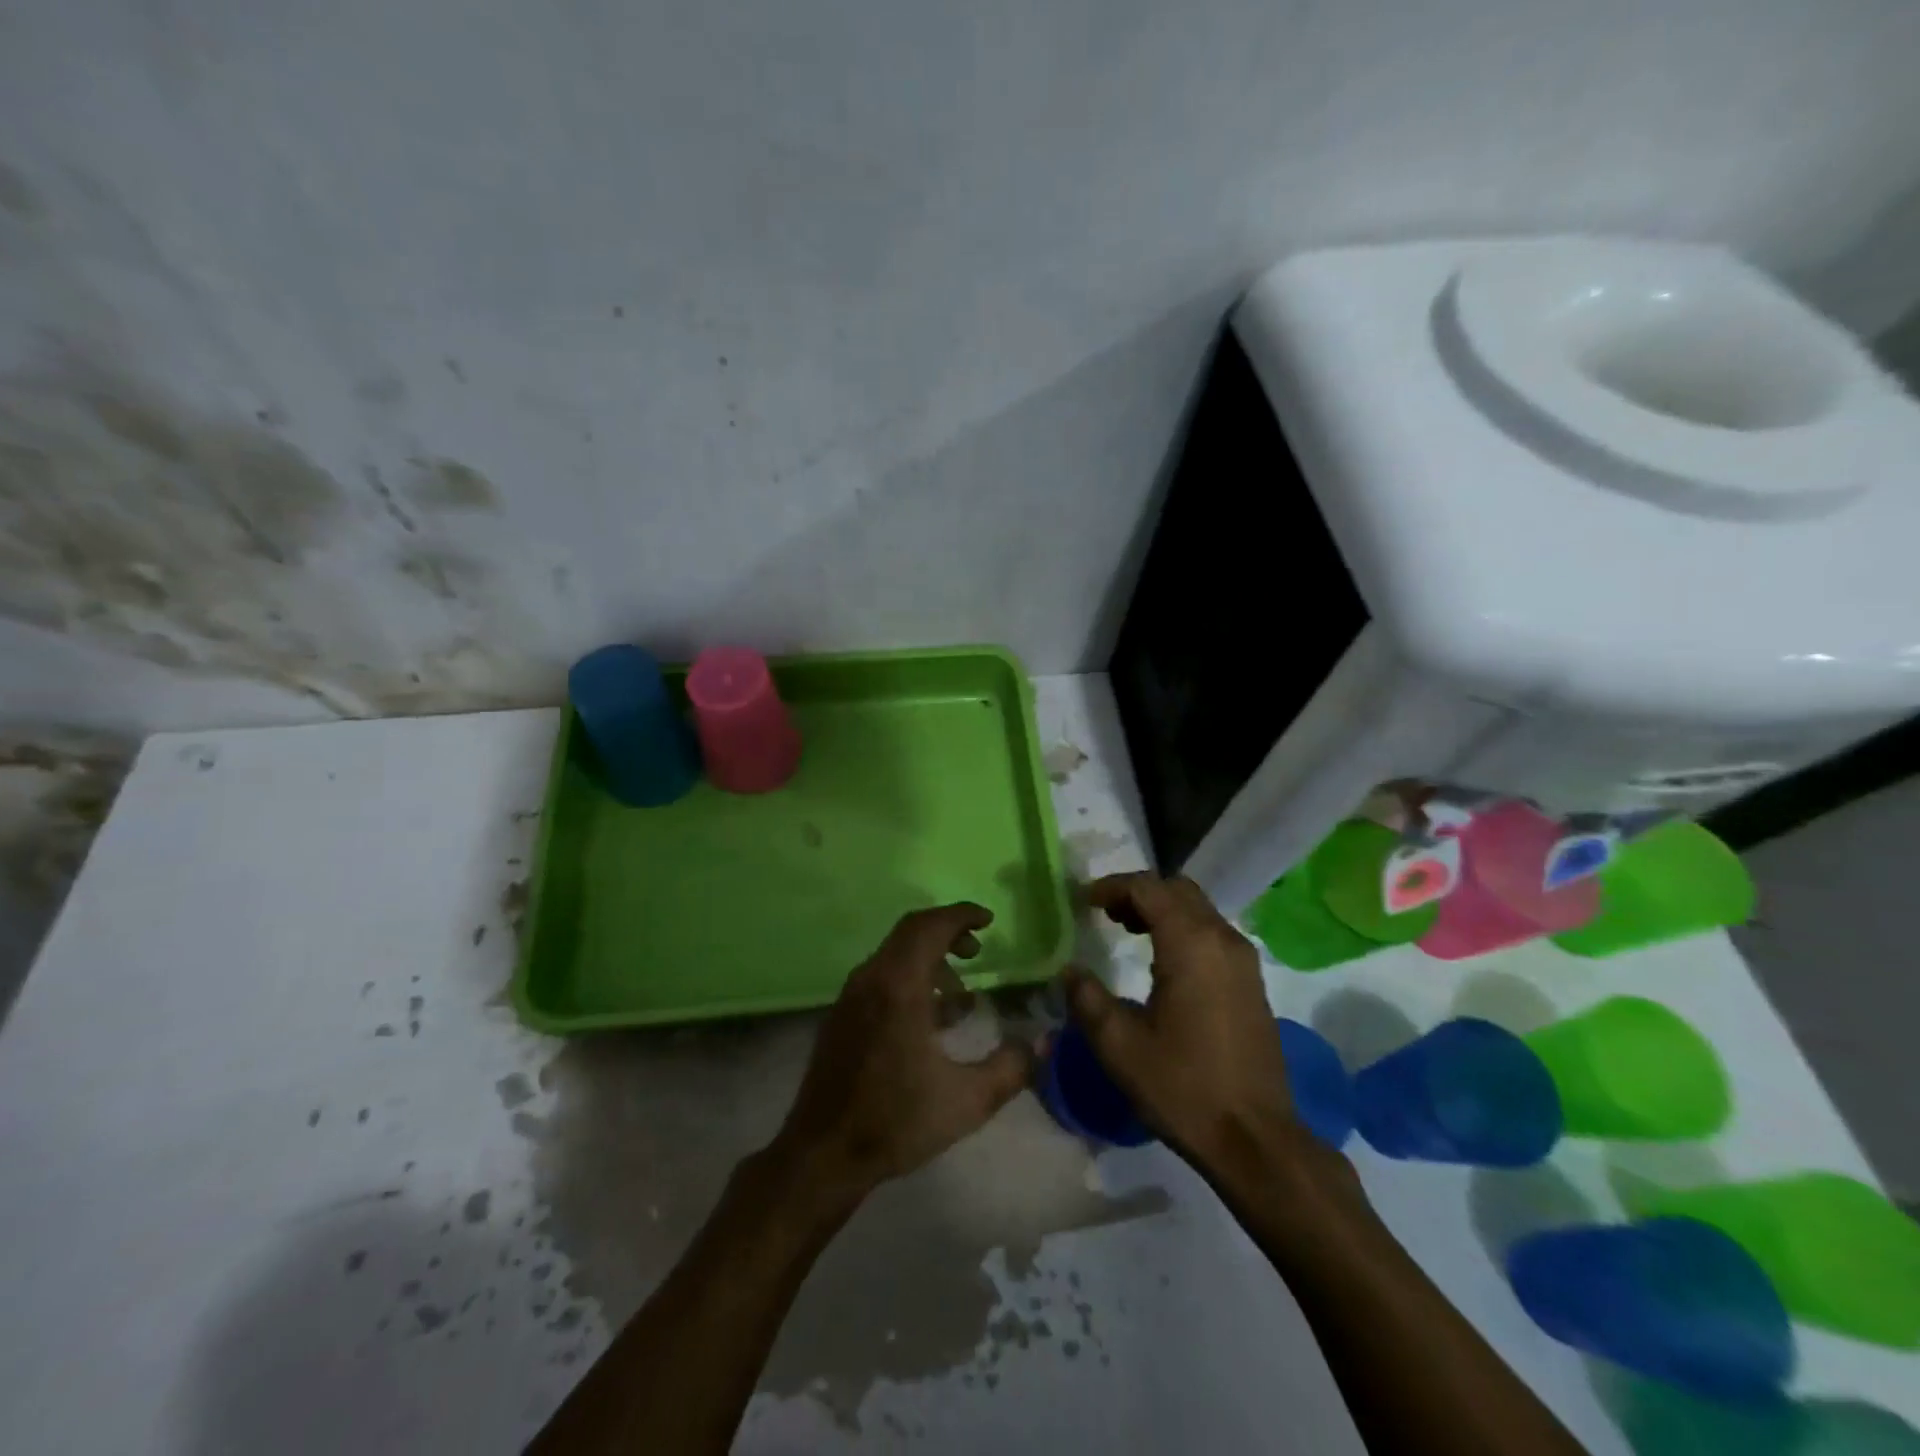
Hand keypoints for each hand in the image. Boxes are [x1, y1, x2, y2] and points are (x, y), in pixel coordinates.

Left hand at [771, 903, 1032, 1203]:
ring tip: (960, 994)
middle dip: (948, 932)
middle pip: (910, 932)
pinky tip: (929, 1019)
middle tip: (978, 950)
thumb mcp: (966, 1101)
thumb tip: (1037, 1045)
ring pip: (894, 955)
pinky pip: (881, 977)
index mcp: (899, 987)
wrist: (822, 1154)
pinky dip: (910, 978)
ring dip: (929, 959)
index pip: (929, 926)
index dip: (961, 915)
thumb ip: (1009, 1070)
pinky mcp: (841, 1016)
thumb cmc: (895, 1121)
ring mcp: (851, 996)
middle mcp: (871, 979)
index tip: (989, 920)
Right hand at [1063, 873, 1306, 1181]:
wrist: (1255, 1139)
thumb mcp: (1119, 1045)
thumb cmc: (1183, 1087)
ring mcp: (1243, 960)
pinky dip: (1183, 929)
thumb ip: (1087, 998)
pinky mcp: (1252, 982)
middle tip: (1105, 912)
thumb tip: (1069, 971)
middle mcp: (1222, 939)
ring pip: (1198, 909)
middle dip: (1139, 892)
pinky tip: (1161, 961)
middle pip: (1177, 889)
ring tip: (1126, 930)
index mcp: (1190, 943)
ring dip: (1162, 909)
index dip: (1113, 886)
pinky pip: (1213, 933)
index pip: (1148, 888)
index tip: (1084, 901)